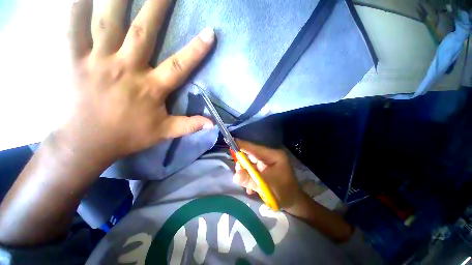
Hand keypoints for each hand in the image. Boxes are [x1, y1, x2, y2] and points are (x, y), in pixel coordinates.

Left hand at [61, 0, 213, 161]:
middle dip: (157, 7)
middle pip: (144, 32)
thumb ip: (190, 125)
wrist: (88, 143)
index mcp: (151, 88)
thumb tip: (213, 124)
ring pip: (107, 23)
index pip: (179, 66)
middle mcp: (127, 69)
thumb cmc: (129, 136)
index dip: (196, 50)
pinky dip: (75, 8)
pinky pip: (72, 29)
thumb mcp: (165, 133)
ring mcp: (98, 62)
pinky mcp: (74, 61)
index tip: (210, 32)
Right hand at [232, 139, 303, 210]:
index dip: (242, 145)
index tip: (230, 141)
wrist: (293, 202)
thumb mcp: (267, 187)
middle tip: (238, 174)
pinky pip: (252, 169)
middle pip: (251, 155)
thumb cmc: (284, 193)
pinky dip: (249, 177)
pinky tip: (251, 188)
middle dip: (243, 164)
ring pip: (250, 163)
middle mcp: (270, 156)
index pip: (255, 148)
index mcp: (274, 156)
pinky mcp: (264, 168)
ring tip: (247, 185)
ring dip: (245, 173)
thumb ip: (250, 180)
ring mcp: (267, 162)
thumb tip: (235, 175)